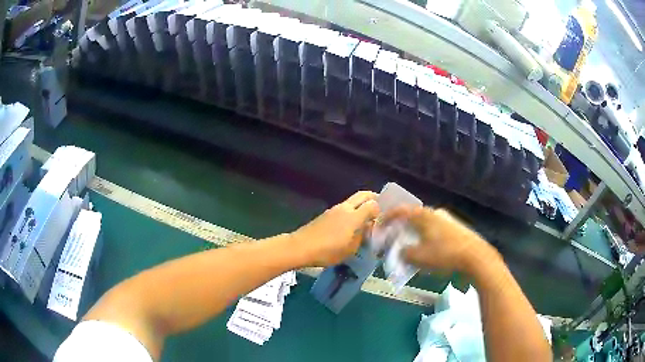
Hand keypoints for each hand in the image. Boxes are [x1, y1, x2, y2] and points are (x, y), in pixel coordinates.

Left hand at [291, 191, 379, 266]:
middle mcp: (345, 208)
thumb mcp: (350, 249)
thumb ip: (362, 237)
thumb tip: (368, 228)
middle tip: (380, 207)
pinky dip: (352, 211)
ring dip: (361, 205)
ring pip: (353, 201)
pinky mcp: (326, 214)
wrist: (301, 247)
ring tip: (366, 219)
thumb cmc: (328, 251)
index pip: (373, 204)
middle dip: (373, 197)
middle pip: (363, 195)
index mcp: (354, 216)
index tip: (385, 217)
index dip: (381, 209)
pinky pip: (344, 208)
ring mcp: (334, 209)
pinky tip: (351, 225)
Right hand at [384, 207, 494, 273]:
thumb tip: (402, 251)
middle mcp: (435, 213)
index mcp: (424, 215)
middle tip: (395, 238)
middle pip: (413, 217)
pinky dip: (427, 238)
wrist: (475, 257)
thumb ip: (404, 253)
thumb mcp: (418, 257)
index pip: (400, 210)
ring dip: (415, 234)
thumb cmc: (444, 254)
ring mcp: (448, 220)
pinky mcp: (457, 228)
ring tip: (412, 247)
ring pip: (425, 224)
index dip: (387, 217)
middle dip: (402, 227)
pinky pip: (435, 230)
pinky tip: (429, 251)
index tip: (379, 224)